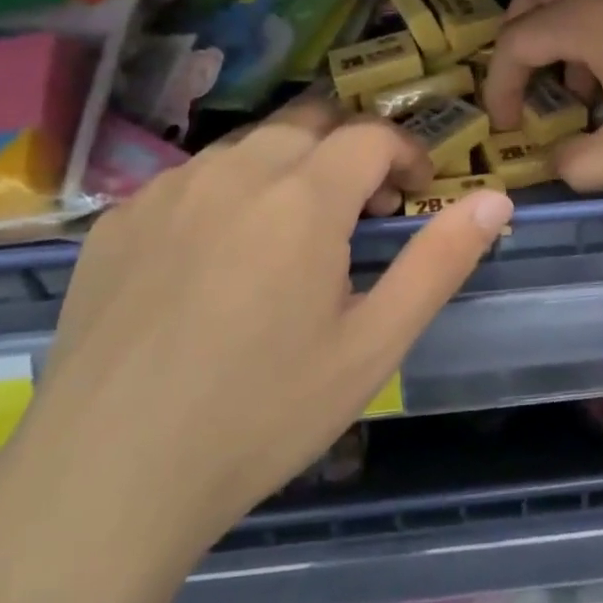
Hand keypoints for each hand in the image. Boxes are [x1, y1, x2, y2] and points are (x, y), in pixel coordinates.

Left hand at [0, 91, 513, 572]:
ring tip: (292, 237)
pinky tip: (216, 262)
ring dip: (288, 169)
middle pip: (310, 124)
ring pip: (248, 146)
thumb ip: (440, 261)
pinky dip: (227, 195)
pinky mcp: (117, 219)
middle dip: (349, 153)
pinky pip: (191, 179)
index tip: (416, 195)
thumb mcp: (372, 345)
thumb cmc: (261, 414)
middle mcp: (233, 171)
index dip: (406, 154)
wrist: (105, 479)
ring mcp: (167, 190)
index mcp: (302, 196)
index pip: (370, 135)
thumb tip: (498, 199)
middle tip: (360, 213)